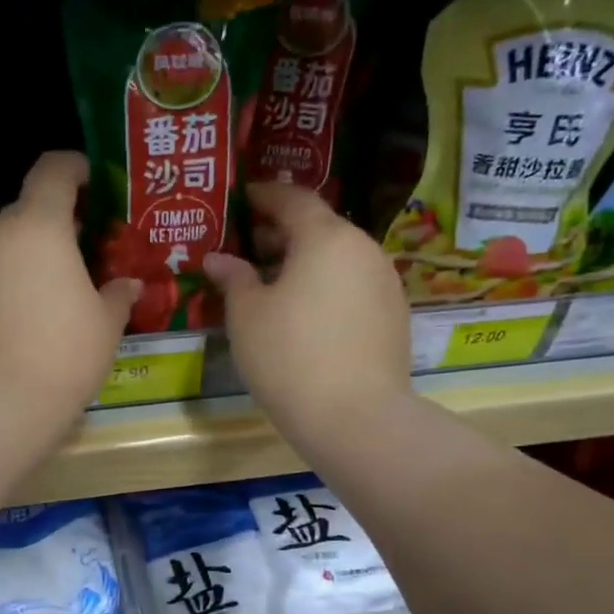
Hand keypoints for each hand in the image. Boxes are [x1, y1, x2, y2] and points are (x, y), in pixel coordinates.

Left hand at [0, 151, 138, 433]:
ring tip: (57, 292)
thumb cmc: (62, 355)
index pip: (53, 169)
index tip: (93, 182)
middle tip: (86, 254)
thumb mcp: (106, 325)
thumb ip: (118, 295)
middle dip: (57, 225)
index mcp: (38, 225)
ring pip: (5, 245)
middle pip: (28, 211)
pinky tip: (26, 319)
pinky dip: (7, 283)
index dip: (75, 168)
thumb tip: (129, 284)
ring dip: (31, 257)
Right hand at [203, 182, 410, 448]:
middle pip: (320, 228)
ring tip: (274, 286)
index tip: (242, 200)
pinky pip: (354, 287)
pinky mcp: (395, 317)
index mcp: (326, 237)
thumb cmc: (289, 356)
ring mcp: (386, 283)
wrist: (355, 417)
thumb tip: (219, 258)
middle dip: (283, 233)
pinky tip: (307, 316)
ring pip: (339, 259)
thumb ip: (233, 278)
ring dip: (307, 263)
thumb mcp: (246, 316)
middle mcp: (363, 249)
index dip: (264, 196)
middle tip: (250, 248)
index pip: (293, 199)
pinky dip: (328, 289)